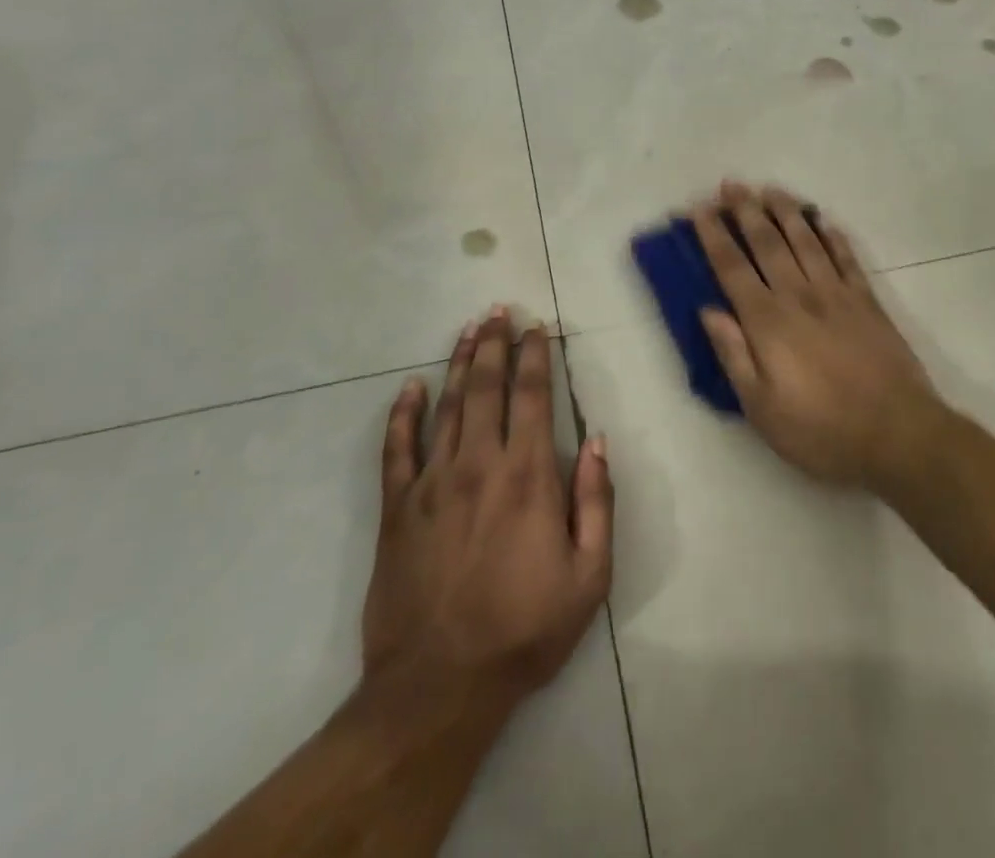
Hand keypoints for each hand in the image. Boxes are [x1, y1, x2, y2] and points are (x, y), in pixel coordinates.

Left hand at [362, 309, 613, 725]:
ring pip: (446, 406)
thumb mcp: (589, 576)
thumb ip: (596, 502)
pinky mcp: (397, 508)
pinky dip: (402, 414)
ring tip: (468, 330)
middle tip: (497, 311)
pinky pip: (397, 449)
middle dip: (494, 344)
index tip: (536, 328)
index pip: (532, 396)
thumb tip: (596, 441)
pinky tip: (409, 387)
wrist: (440, 684)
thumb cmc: (524, 630)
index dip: (535, 356)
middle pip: (486, 387)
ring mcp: (432, 482)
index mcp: (527, 476)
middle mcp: (478, 464)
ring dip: (458, 363)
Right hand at [693, 182, 941, 490]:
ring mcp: (837, 295)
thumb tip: (708, 310)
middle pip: (767, 244)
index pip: (732, 268)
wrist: (898, 434)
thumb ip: (734, 355)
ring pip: (805, 241)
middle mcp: (799, 296)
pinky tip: (823, 220)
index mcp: (768, 322)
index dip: (714, 236)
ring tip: (770, 189)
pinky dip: (832, 236)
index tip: (700, 209)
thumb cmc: (821, 429)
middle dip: (746, 211)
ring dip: (785, 212)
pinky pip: (846, 258)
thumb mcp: (761, 408)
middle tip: (732, 184)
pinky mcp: (867, 301)